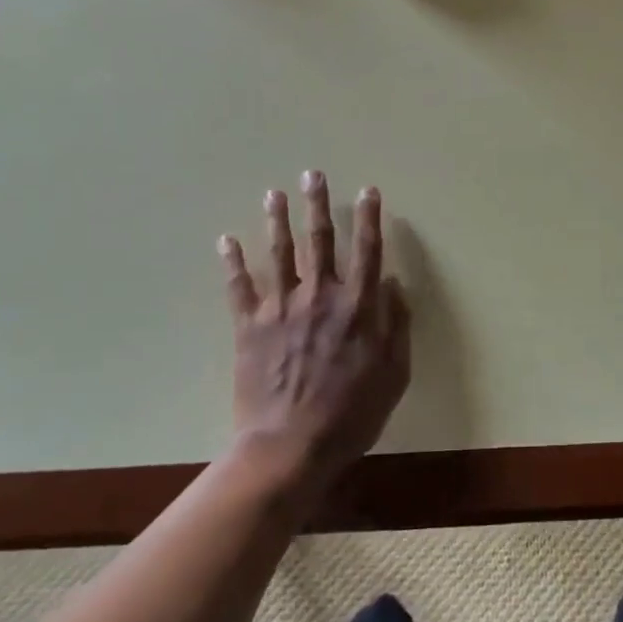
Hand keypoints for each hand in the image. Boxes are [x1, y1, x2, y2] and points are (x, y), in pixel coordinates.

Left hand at [217, 171, 410, 496]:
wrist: (290, 447)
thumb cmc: (351, 414)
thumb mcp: (394, 374)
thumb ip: (396, 326)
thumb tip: (393, 286)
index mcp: (357, 307)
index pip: (367, 251)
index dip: (370, 218)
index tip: (369, 191)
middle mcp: (320, 296)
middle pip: (320, 240)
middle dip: (318, 205)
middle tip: (313, 174)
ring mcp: (281, 309)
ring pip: (280, 253)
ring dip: (277, 220)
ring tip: (274, 193)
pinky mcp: (250, 327)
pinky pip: (239, 287)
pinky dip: (232, 262)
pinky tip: (226, 239)